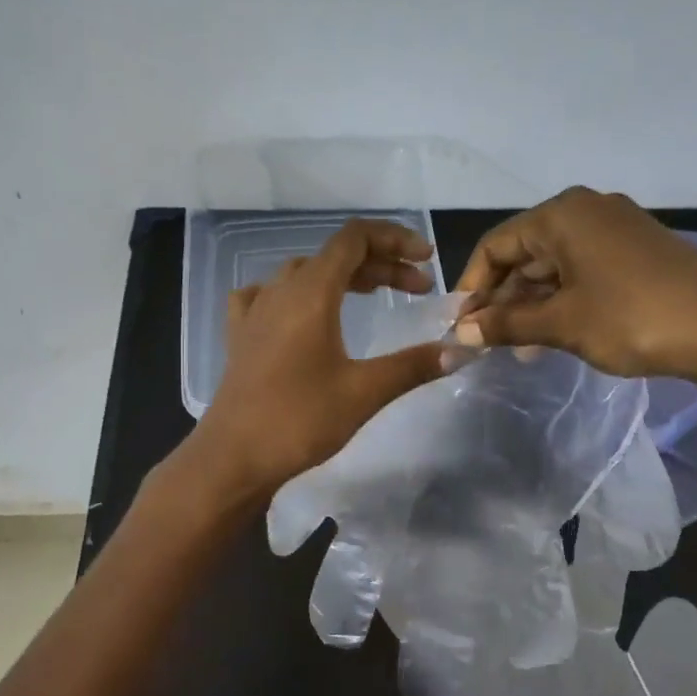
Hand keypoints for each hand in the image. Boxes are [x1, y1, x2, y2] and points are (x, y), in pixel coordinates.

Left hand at [186, 218, 449, 497]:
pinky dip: (296, 294)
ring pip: (304, 273)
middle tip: (417, 289)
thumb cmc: (299, 420)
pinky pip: (268, 295)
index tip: (426, 260)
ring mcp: (254, 311)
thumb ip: (414, 365)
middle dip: (381, 264)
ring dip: (343, 278)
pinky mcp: (240, 336)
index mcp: (311, 292)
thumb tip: (463, 350)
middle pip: (334, 256)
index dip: (395, 238)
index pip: (354, 238)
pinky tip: (301, 312)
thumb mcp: (364, 391)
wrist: (234, 457)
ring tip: (373, 296)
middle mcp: (280, 290)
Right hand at [455, 187, 696, 382]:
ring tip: (519, 347)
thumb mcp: (561, 323)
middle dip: (503, 298)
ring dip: (532, 304)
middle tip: (488, 340)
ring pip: (555, 265)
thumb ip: (506, 324)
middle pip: (525, 253)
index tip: (460, 325)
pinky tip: (554, 334)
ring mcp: (617, 228)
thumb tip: (460, 334)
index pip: (496, 245)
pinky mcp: (638, 250)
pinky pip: (583, 269)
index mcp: (562, 215)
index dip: (472, 286)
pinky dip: (562, 299)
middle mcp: (587, 210)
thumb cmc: (632, 318)